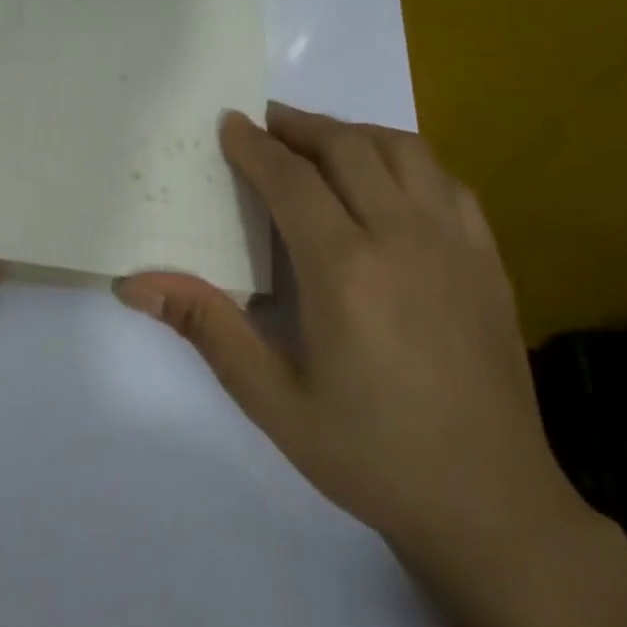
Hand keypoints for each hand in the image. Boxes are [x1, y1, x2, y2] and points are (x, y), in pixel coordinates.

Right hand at [116, 104, 590, 585]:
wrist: (490, 504)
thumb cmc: (369, 453)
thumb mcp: (271, 398)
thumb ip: (207, 327)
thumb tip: (136, 282)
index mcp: (345, 270)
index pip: (291, 179)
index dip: (255, 145)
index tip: (229, 122)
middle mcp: (403, 238)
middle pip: (348, 147)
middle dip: (300, 125)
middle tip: (265, 123)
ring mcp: (455, 244)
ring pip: (404, 151)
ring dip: (354, 133)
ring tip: (319, 140)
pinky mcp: (488, 260)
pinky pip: (446, 181)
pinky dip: (407, 160)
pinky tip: (388, 179)